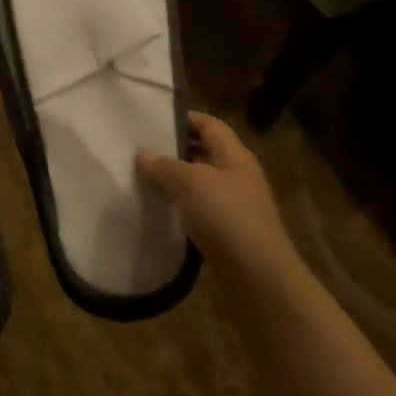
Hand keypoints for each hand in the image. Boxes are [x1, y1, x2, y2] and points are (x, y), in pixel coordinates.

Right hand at [138, 113, 296, 284]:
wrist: (257, 277)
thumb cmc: (226, 217)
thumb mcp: (191, 183)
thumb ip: (164, 165)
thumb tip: (142, 154)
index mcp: (235, 156)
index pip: (208, 125)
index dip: (182, 119)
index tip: (150, 121)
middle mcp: (236, 176)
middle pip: (203, 153)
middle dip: (172, 151)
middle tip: (137, 150)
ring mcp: (233, 206)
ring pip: (198, 184)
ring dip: (172, 182)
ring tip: (139, 179)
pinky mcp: (226, 233)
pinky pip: (197, 211)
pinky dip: (177, 209)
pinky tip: (155, 211)